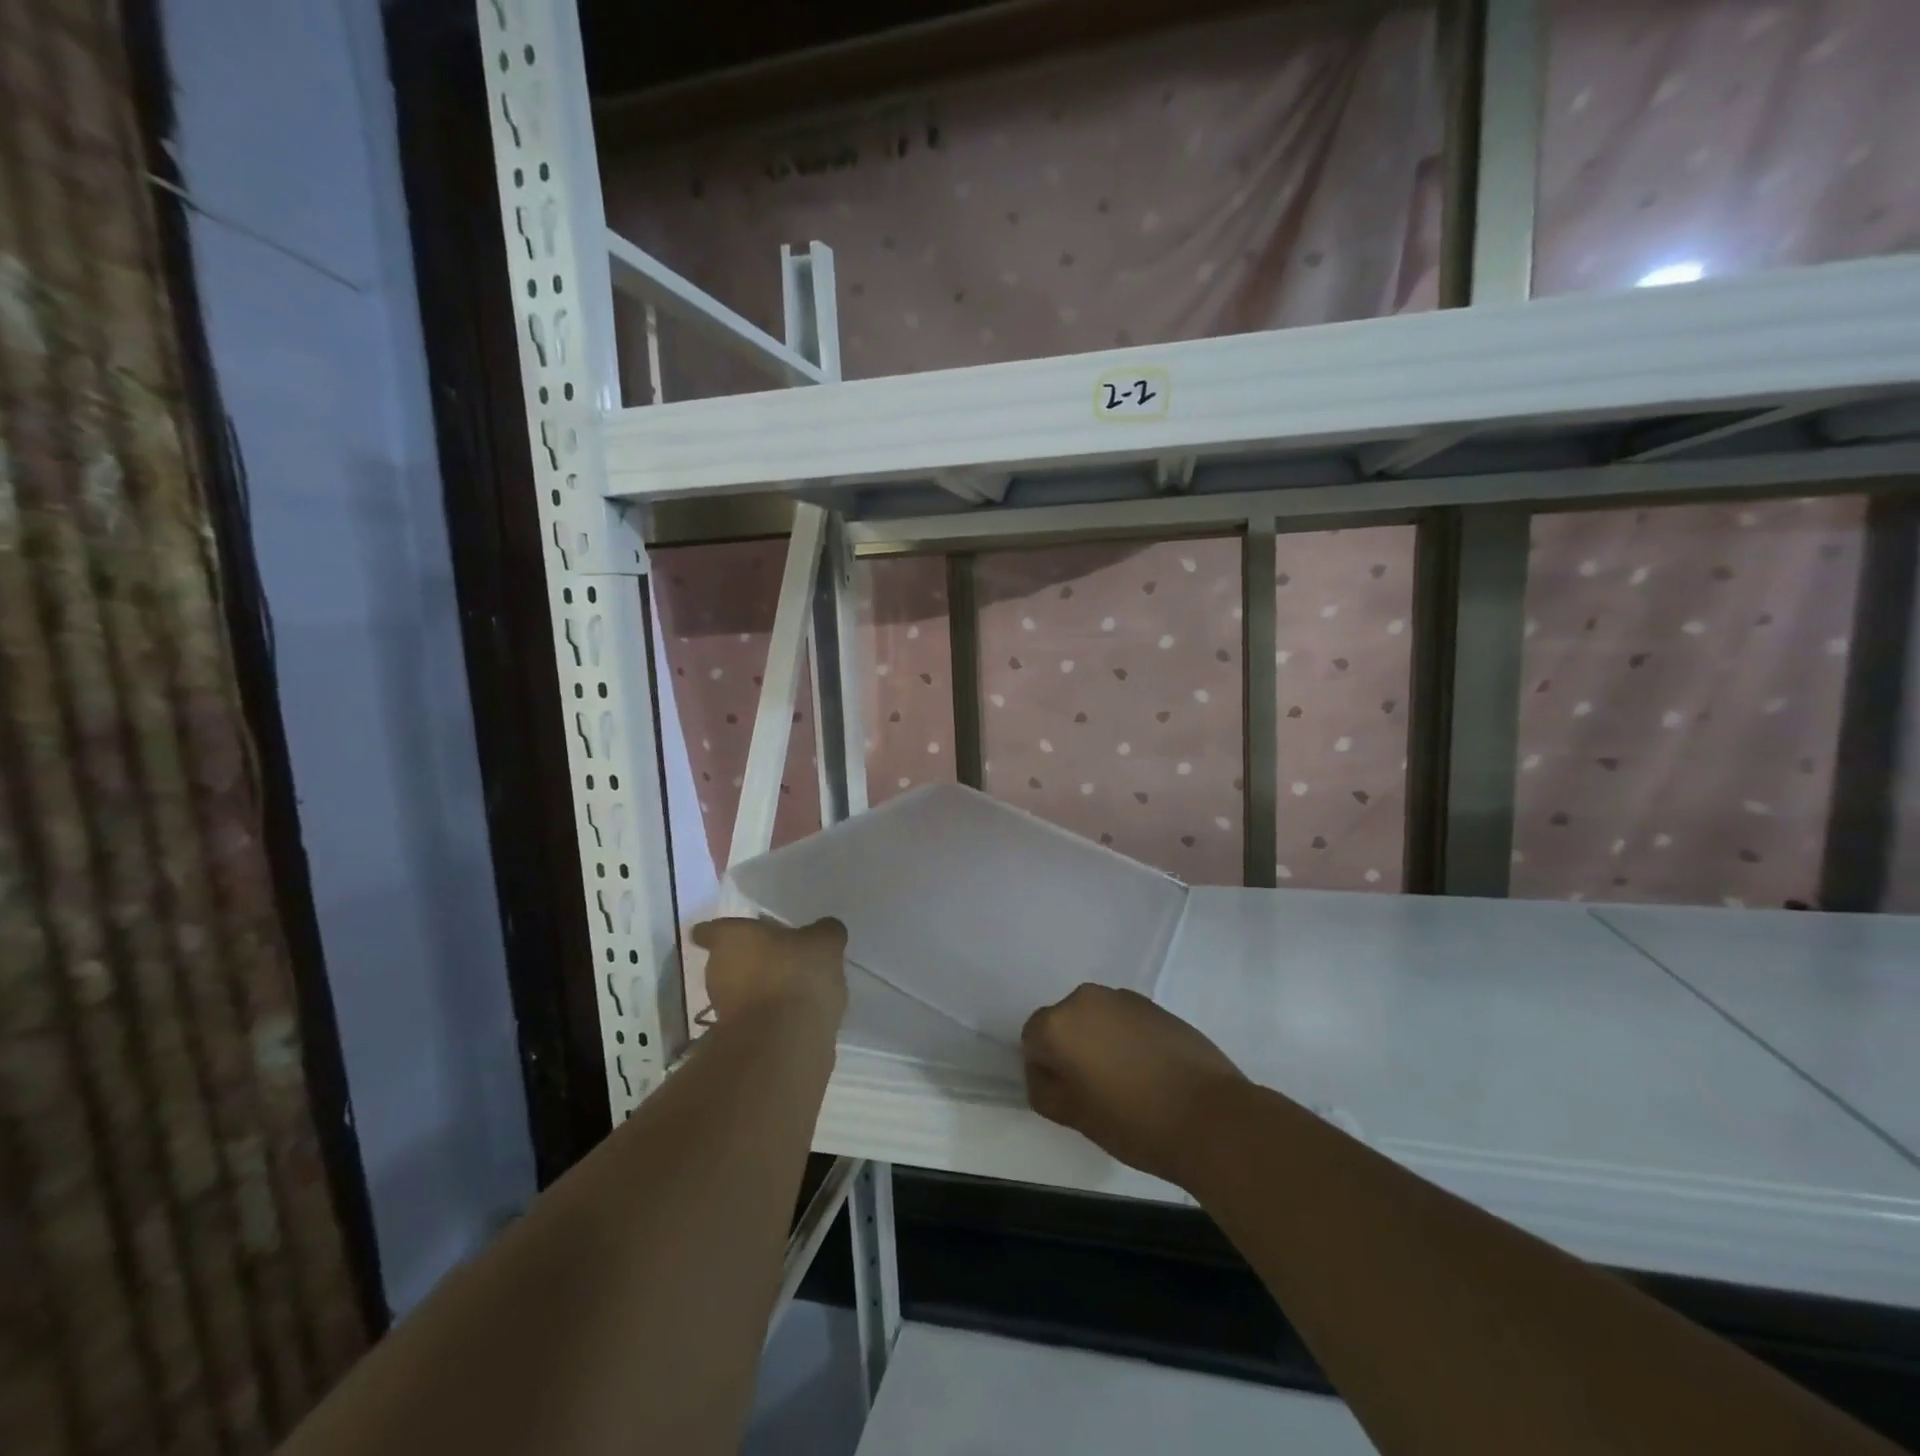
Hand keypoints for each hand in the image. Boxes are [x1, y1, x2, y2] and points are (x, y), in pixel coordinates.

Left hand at [689, 917, 848, 1035]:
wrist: (785, 1044)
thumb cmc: (797, 975)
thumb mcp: (825, 942)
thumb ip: (824, 931)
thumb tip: (823, 931)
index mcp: (731, 939)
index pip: (711, 930)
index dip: (720, 931)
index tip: (739, 933)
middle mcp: (717, 970)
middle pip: (728, 960)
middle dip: (751, 960)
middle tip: (781, 957)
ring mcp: (724, 1009)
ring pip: (741, 990)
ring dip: (762, 988)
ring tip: (795, 988)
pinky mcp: (738, 1039)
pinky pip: (755, 1017)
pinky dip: (771, 1015)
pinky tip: (798, 1014)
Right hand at [1021, 985, 1245, 1188]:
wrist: (1211, 1116)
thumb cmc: (1134, 1121)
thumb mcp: (1075, 1118)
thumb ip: (1044, 1091)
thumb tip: (1043, 1072)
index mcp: (1059, 1023)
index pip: (1032, 1039)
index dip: (1045, 1070)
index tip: (1068, 1097)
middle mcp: (1086, 999)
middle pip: (1064, 1023)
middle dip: (1072, 1050)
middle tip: (1094, 1091)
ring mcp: (1124, 998)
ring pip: (1095, 1019)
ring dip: (1100, 1042)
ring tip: (1126, 1083)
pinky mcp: (1154, 1005)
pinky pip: (1124, 1019)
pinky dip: (1127, 1039)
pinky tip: (1149, 1072)